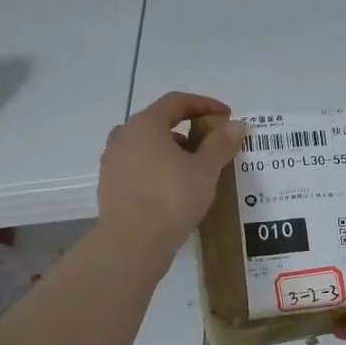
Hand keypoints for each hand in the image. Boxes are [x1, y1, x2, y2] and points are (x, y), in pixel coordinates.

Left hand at [97, 92, 243, 257]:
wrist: (132, 243)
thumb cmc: (172, 198)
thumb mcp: (205, 170)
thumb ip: (221, 144)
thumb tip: (236, 125)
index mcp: (145, 124)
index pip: (177, 102)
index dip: (205, 105)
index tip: (226, 116)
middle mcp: (123, 136)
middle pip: (159, 123)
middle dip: (187, 131)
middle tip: (210, 146)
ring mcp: (112, 162)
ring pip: (147, 147)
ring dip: (172, 152)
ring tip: (194, 171)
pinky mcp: (109, 186)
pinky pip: (138, 168)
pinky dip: (157, 170)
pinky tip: (173, 190)